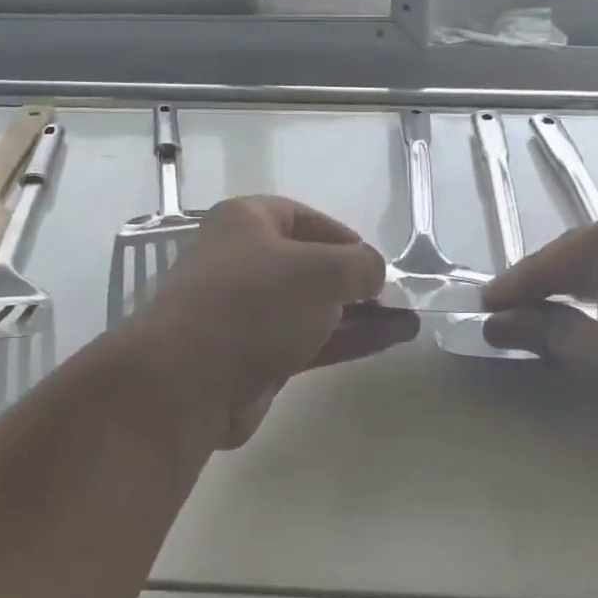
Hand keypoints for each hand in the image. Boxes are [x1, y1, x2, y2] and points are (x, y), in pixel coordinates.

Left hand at [124, 196, 418, 450]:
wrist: (190, 378)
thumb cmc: (257, 301)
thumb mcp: (323, 270)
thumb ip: (361, 265)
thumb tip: (372, 274)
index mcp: (246, 222)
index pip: (303, 218)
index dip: (343, 236)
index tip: (375, 261)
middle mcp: (240, 260)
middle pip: (307, 266)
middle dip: (354, 282)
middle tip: (395, 298)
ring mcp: (243, 312)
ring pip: (309, 308)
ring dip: (358, 315)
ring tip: (407, 321)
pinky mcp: (249, 356)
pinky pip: (305, 340)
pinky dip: (344, 339)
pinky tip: (387, 340)